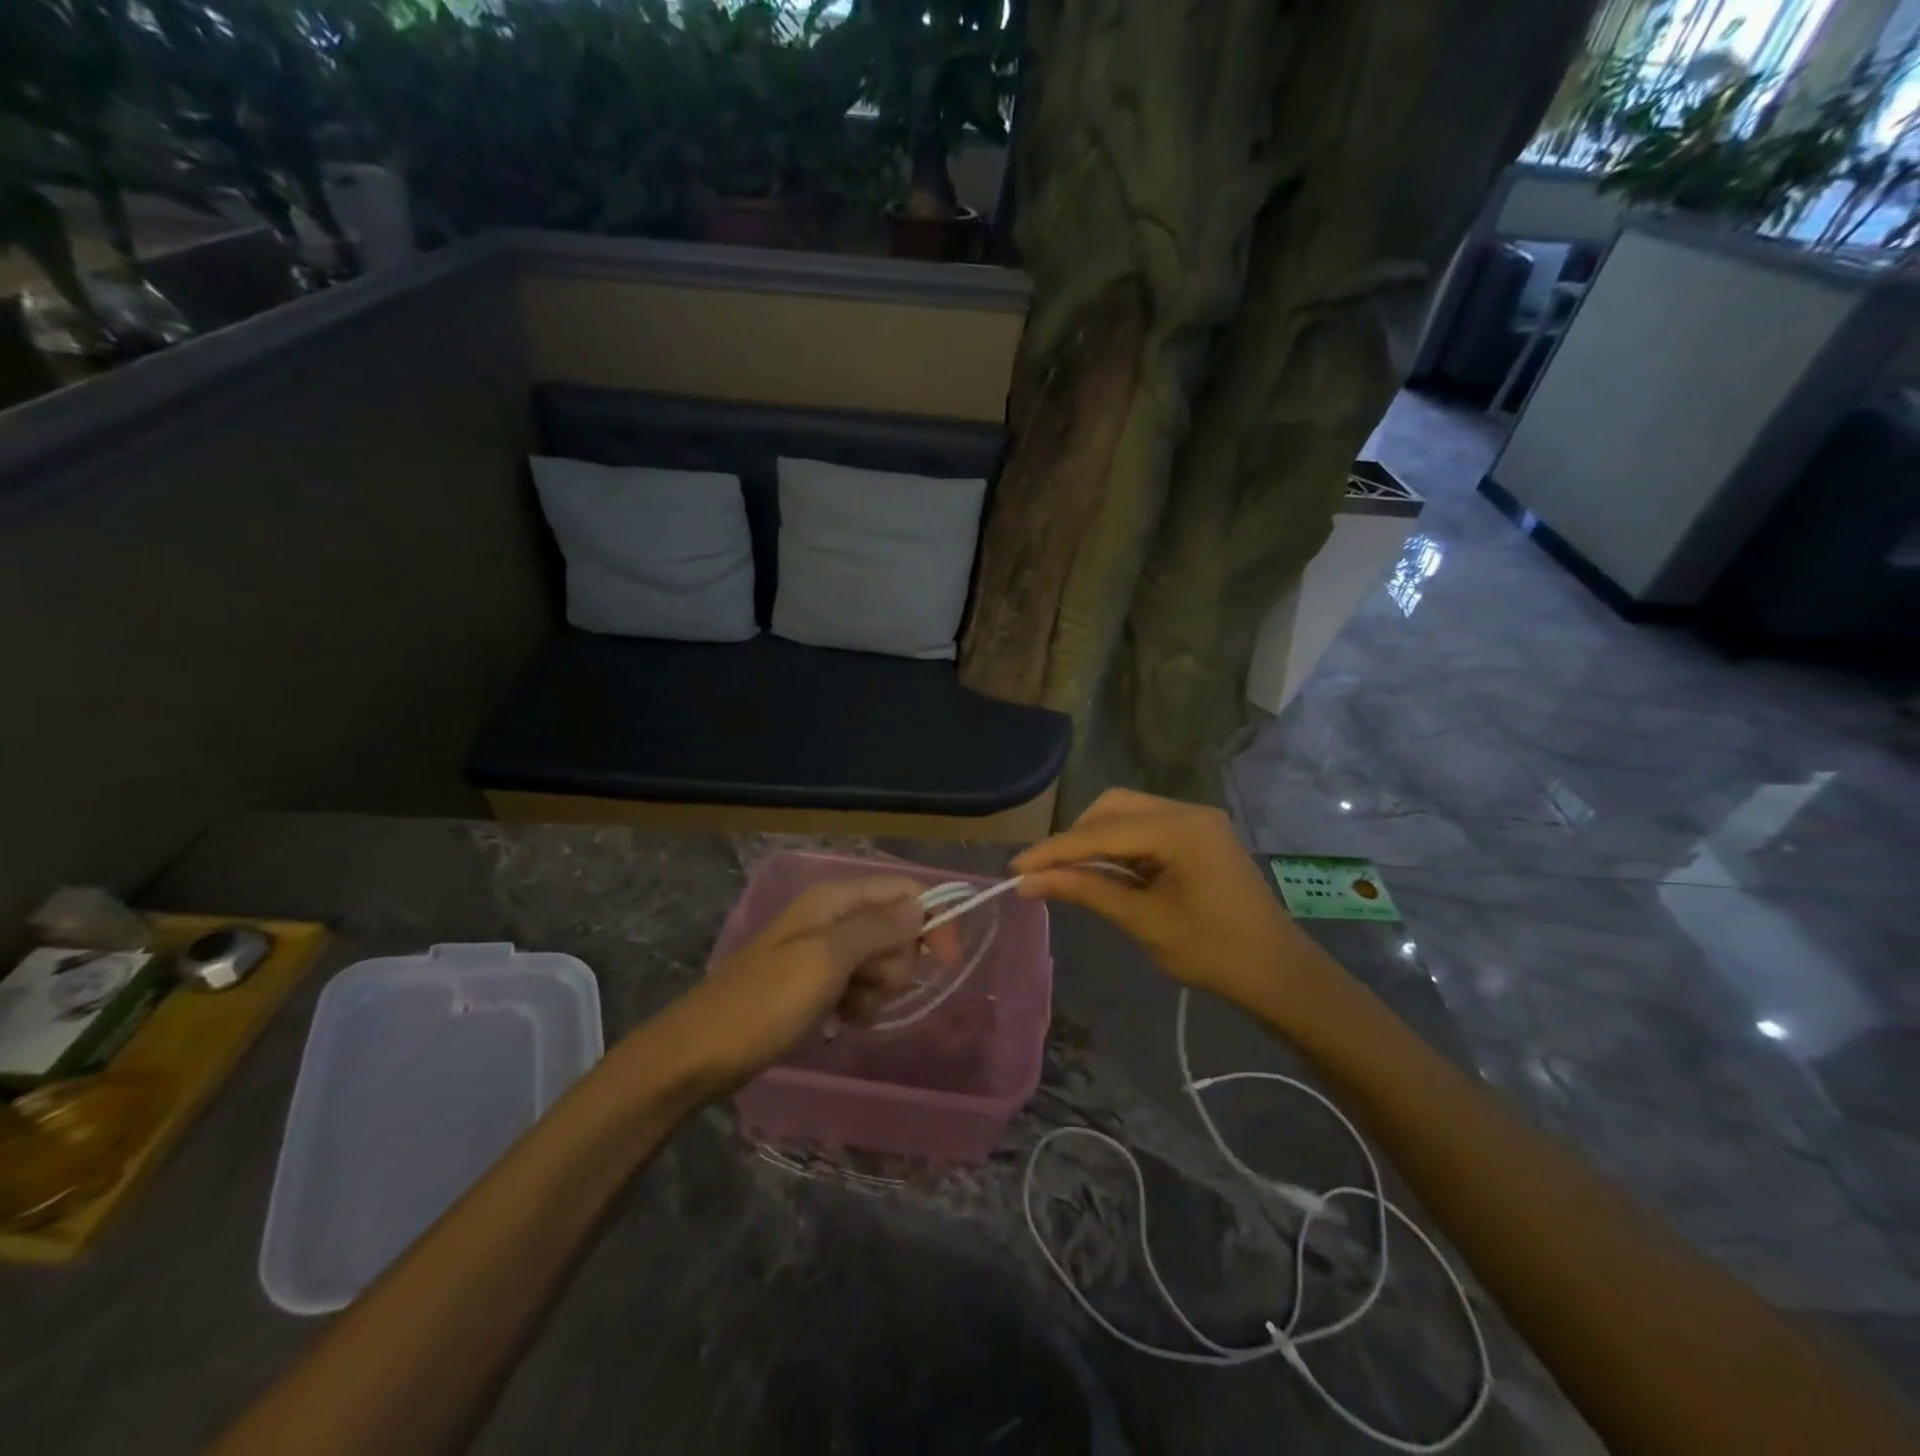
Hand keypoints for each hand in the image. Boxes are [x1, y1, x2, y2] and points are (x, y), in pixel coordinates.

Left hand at [645, 875, 926, 1097]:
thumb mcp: (826, 961)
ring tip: (849, 1009)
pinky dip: (861, 1002)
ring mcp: (823, 951)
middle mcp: (832, 917)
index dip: (931, 921)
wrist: (700, 1054)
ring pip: (882, 961)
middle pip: (897, 928)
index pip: (903, 892)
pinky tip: (843, 1020)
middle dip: (896, 963)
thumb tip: (921, 908)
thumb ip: (877, 929)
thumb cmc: (764, 1003)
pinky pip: (860, 985)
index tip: (947, 962)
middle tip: (867, 987)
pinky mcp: (816, 982)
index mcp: (834, 899)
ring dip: (878, 989)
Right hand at [1012, 788, 1315, 1009]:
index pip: (1101, 832)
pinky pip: (1145, 828)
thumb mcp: (1143, 921)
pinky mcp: (1198, 835)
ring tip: (1070, 875)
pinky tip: (1104, 872)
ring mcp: (1196, 821)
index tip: (1015, 867)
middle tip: (1047, 872)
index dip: (1054, 850)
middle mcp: (1188, 811)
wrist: (1279, 973)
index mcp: (1180, 828)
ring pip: (1127, 814)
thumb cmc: (1213, 952)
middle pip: (1112, 807)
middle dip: (1076, 837)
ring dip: (1095, 840)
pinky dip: (1119, 847)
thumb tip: (1028, 883)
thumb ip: (1085, 891)